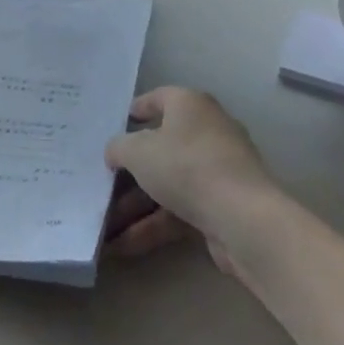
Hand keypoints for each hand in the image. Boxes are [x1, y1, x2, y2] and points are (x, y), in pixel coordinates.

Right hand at [102, 87, 276, 269]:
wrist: (243, 219)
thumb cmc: (186, 166)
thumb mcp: (137, 151)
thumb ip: (118, 148)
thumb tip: (116, 153)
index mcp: (190, 106)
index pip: (158, 99)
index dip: (135, 110)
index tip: (112, 126)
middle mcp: (207, 132)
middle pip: (160, 147)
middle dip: (128, 171)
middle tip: (100, 183)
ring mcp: (216, 172)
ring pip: (167, 184)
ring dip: (134, 206)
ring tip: (103, 225)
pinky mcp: (221, 207)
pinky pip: (179, 211)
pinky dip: (152, 226)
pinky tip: (123, 245)